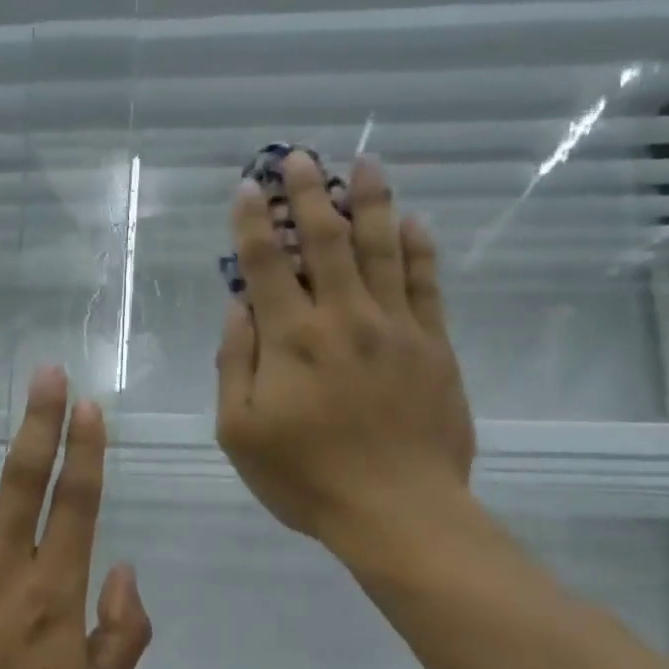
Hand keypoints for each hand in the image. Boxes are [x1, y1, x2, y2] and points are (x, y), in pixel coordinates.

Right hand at [215, 152, 477, 568]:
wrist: (398, 512)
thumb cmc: (306, 478)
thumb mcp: (240, 433)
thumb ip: (234, 365)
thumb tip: (239, 310)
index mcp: (291, 340)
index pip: (265, 264)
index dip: (252, 221)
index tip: (247, 187)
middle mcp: (342, 318)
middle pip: (325, 240)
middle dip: (308, 193)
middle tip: (299, 156)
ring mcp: (395, 328)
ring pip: (382, 248)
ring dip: (370, 202)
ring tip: (365, 164)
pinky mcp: (434, 346)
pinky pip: (426, 285)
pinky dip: (419, 250)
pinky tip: (414, 222)